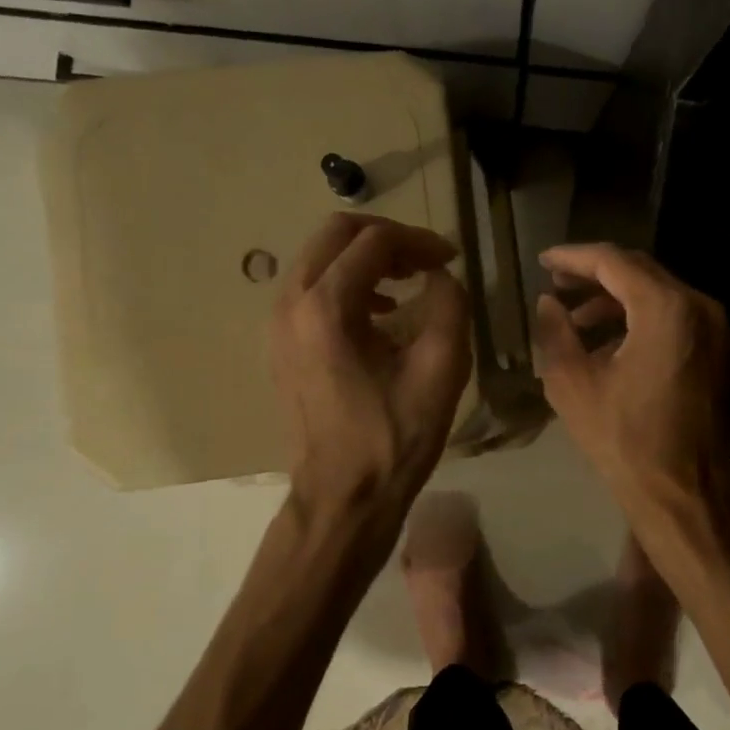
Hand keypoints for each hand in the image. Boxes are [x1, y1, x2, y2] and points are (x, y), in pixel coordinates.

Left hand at [271, 213, 471, 515]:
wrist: (343, 495)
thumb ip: (449, 304)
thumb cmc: (394, 437)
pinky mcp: (278, 343)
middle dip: (388, 238)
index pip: (374, 240)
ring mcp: (277, 323)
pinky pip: (311, 287)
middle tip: (427, 261)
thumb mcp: (442, 368)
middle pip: (336, 234)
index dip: (420, 241)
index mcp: (327, 307)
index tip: (452, 257)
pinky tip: (380, 313)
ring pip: (320, 257)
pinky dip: (347, 282)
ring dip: (366, 258)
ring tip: (408, 281)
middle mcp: (290, 303)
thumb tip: (440, 276)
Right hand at [534, 243, 729, 510]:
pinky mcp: (720, 352)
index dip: (574, 257)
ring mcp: (717, 330)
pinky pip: (676, 318)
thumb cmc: (624, 441)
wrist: (684, 494)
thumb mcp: (572, 384)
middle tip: (557, 284)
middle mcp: (700, 308)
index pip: (614, 262)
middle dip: (595, 275)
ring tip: (576, 320)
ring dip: (617, 300)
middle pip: (641, 272)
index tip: (543, 260)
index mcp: (667, 309)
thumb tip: (549, 302)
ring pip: (660, 294)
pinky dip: (642, 320)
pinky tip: (610, 343)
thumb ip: (555, 332)